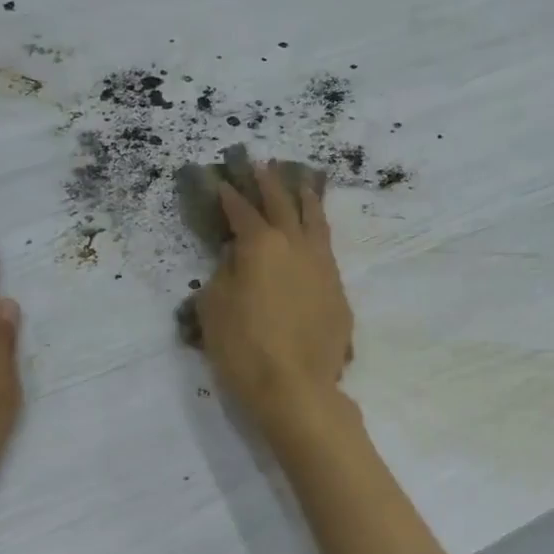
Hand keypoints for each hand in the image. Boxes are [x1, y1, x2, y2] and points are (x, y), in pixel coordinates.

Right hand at [195, 163, 353, 424]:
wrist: (297, 389)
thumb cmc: (244, 349)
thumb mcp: (214, 309)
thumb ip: (224, 273)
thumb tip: (236, 256)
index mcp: (260, 246)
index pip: (242, 212)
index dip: (229, 196)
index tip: (221, 181)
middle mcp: (295, 246)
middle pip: (283, 205)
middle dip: (269, 183)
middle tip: (262, 164)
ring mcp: (323, 266)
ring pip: (315, 221)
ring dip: (305, 198)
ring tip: (302, 182)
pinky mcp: (338, 290)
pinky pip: (327, 249)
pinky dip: (319, 232)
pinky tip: (316, 233)